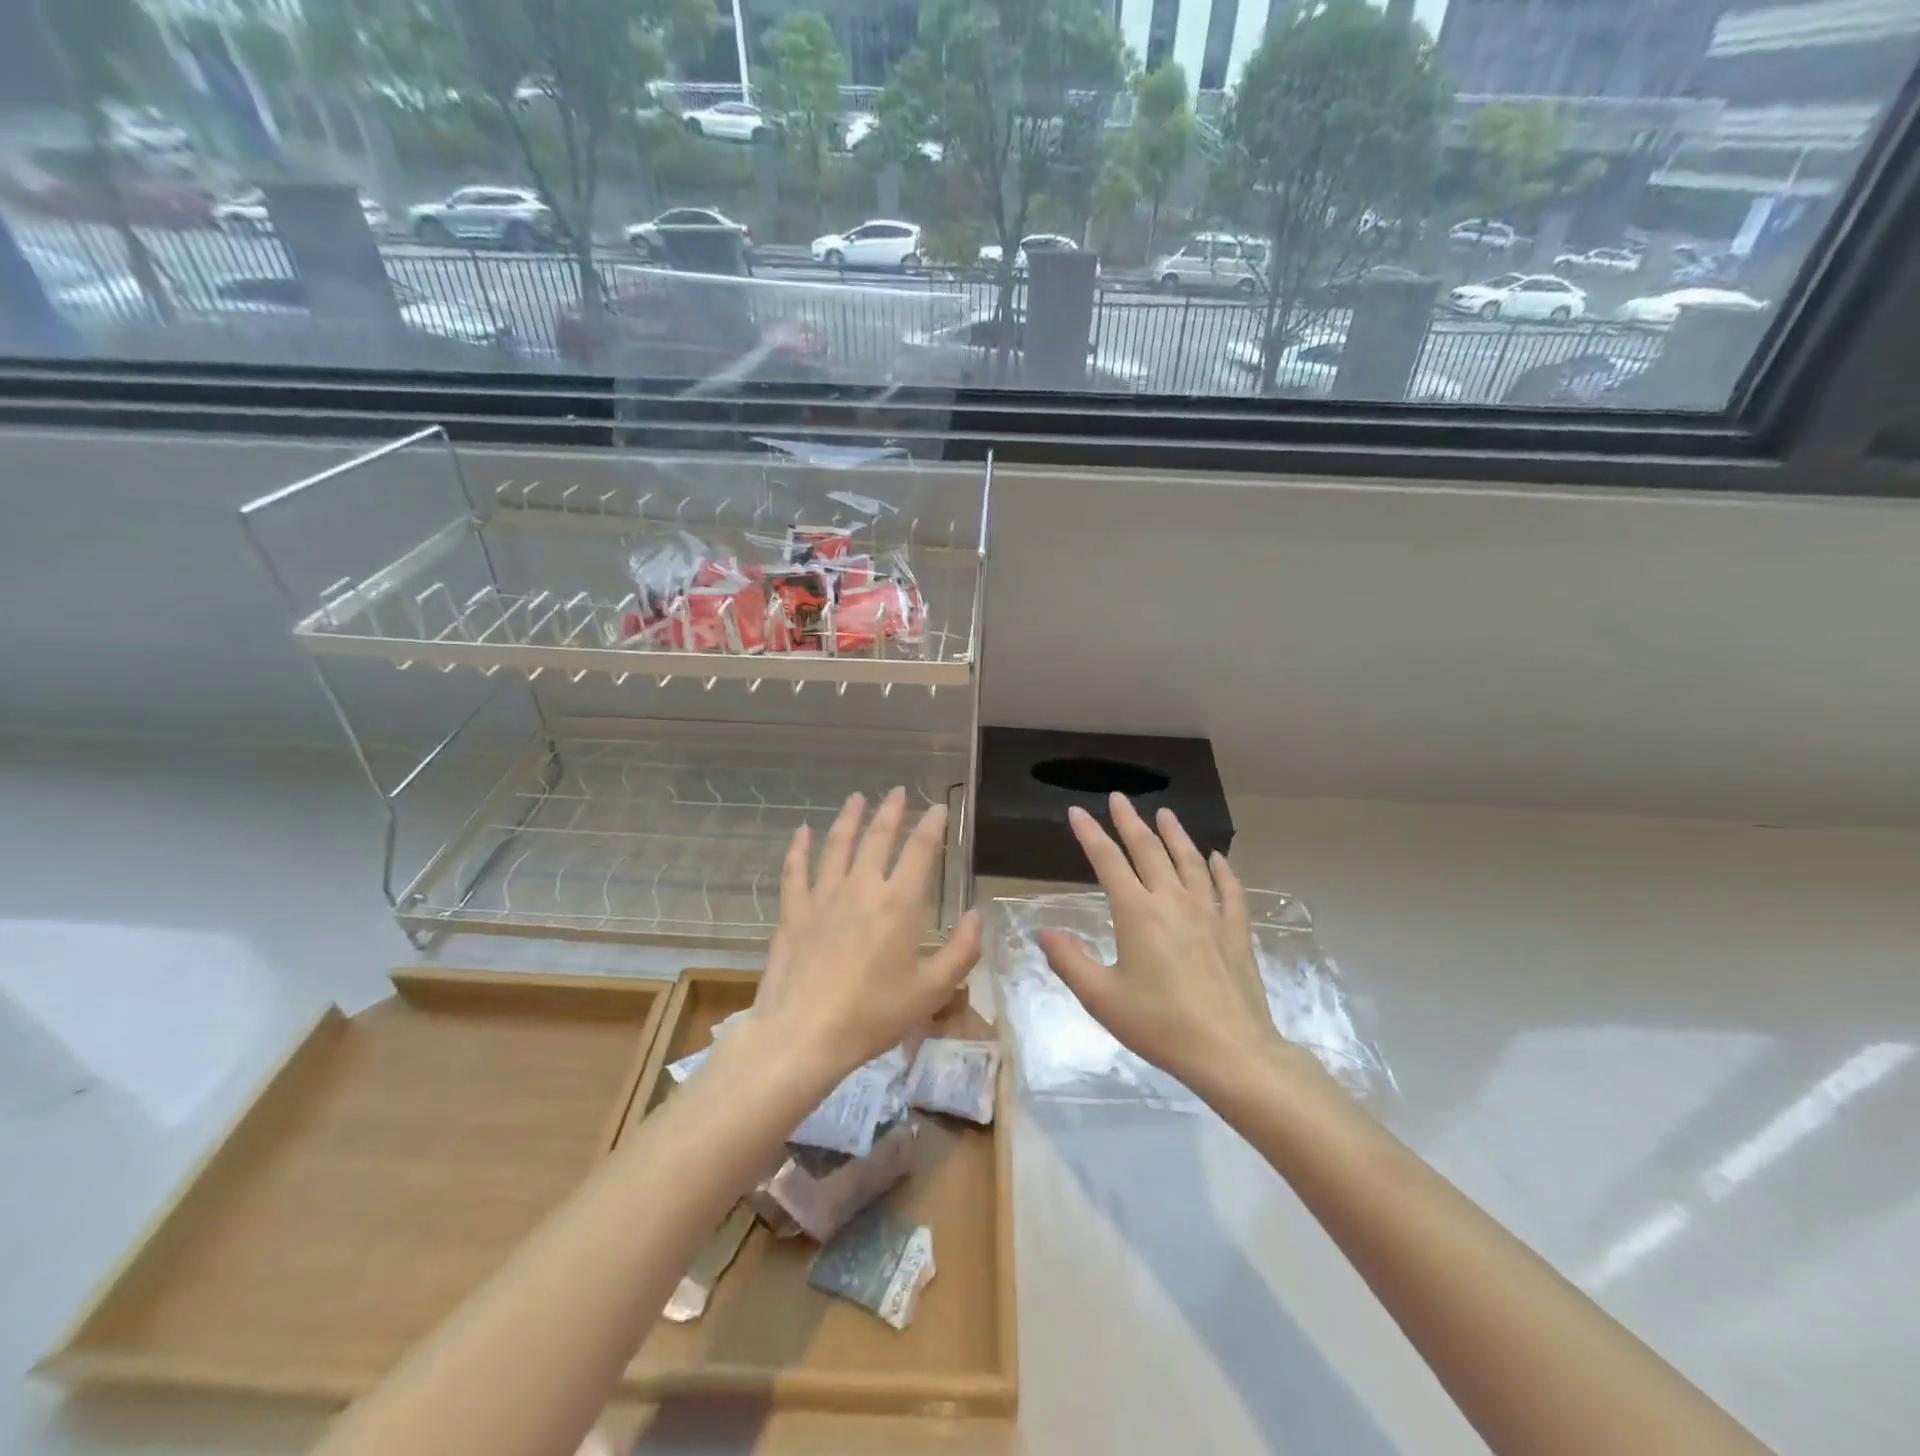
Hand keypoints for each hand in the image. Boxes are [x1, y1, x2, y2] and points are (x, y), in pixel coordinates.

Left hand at [748, 788, 980, 1082]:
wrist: (804, 1035)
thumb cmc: (873, 1015)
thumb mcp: (931, 991)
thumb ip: (961, 951)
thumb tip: (975, 916)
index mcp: (899, 903)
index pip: (920, 851)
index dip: (932, 825)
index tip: (938, 807)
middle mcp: (862, 887)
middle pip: (878, 837)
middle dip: (890, 811)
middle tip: (896, 792)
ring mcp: (823, 896)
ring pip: (837, 845)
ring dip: (849, 818)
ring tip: (857, 798)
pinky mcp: (794, 911)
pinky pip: (796, 869)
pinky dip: (799, 847)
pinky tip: (802, 831)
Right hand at [1038, 794, 1283, 1090]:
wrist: (1230, 1052)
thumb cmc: (1160, 1025)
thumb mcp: (1101, 998)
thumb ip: (1069, 961)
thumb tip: (1042, 932)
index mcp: (1137, 913)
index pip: (1107, 861)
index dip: (1090, 834)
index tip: (1076, 812)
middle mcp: (1173, 902)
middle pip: (1149, 851)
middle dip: (1130, 822)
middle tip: (1119, 798)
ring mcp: (1209, 914)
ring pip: (1189, 862)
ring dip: (1175, 835)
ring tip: (1165, 813)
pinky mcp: (1236, 932)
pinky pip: (1229, 891)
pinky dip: (1222, 870)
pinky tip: (1217, 858)